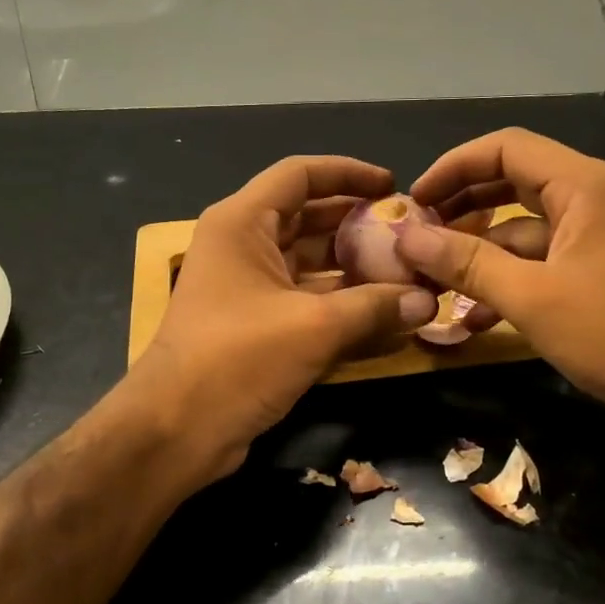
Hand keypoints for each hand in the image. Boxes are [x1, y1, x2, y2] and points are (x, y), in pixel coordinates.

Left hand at [132, 156, 437, 479]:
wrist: (175, 430)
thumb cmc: (237, 359)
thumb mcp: (313, 327)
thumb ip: (374, 307)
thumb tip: (429, 300)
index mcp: (242, 223)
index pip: (300, 174)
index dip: (348, 173)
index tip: (392, 185)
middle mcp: (242, 246)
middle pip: (308, 217)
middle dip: (358, 223)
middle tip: (409, 232)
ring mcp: (247, 288)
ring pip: (309, 262)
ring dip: (354, 266)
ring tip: (407, 270)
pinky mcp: (256, 326)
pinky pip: (305, 300)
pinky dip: (340, 303)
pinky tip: (383, 312)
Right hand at [396, 128, 604, 434]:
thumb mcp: (531, 297)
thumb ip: (465, 263)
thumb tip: (405, 237)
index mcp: (584, 186)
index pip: (505, 148)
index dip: (453, 167)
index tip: (414, 200)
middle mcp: (591, 199)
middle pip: (512, 182)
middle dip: (461, 207)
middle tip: (417, 233)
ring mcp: (595, 237)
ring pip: (522, 228)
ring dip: (478, 251)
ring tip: (433, 278)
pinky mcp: (595, 273)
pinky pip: (539, 262)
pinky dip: (505, 280)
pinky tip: (472, 317)